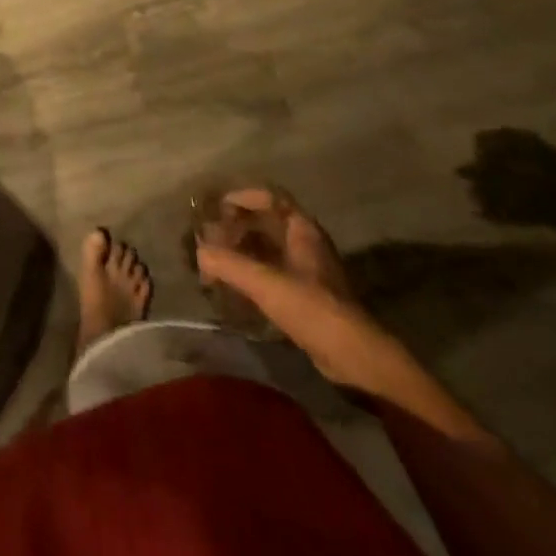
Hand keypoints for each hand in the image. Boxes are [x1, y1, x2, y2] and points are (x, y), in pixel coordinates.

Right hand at [195, 189, 404, 393]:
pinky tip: (233, 285)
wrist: (356, 358)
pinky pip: (272, 271)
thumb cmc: (314, 308)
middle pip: (265, 221)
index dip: (242, 197)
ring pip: (267, 247)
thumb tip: (199, 253)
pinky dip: (251, 271)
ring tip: (216, 260)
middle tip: (210, 237)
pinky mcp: (306, 295)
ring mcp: (308, 270)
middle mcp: (306, 243)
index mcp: (302, 229)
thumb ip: (229, 264)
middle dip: (236, 226)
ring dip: (241, 250)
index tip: (216, 207)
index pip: (270, 197)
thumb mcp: (266, 283)